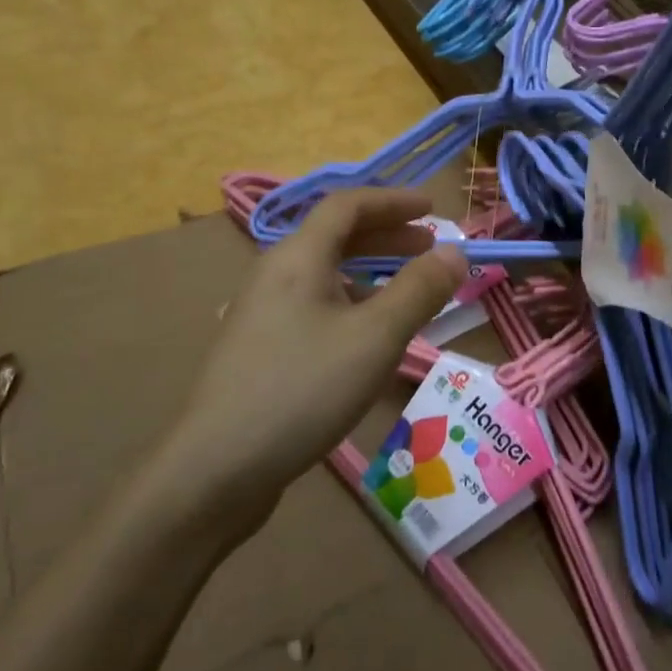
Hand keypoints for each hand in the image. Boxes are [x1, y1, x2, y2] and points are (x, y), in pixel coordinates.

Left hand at [154, 190, 466, 530]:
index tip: (432, 209)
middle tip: (430, 248)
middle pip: (335, 236)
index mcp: (298, 257)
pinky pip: (314, 304)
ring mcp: (263, 312)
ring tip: (408, 290)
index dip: (393, 200)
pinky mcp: (261, 348)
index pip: (347, 205)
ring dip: (371, 270)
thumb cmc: (302, 390)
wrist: (216, 470)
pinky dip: (351, 302)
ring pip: (325, 273)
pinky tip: (368, 334)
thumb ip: (419, 290)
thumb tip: (455, 252)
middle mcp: (275, 274)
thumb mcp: (375, 337)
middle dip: (387, 235)